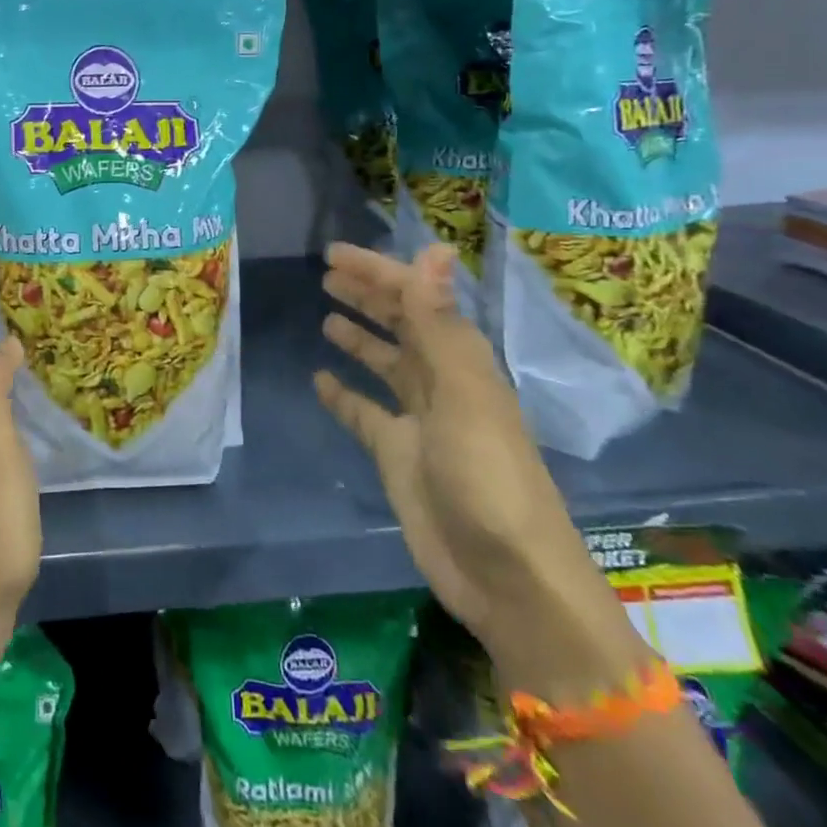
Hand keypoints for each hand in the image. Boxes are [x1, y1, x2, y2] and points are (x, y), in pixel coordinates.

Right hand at [316, 242, 622, 672]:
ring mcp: (419, 421)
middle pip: (401, 326)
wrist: (506, 577)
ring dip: (360, 337)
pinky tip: (320, 380)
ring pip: (385, 364)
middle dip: (368, 295)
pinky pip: (365, 413)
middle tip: (326, 273)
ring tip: (326, 314)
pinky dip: (344, 394)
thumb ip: (438, 322)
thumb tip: (433, 249)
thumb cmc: (487, 477)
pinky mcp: (399, 455)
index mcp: (461, 361)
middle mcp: (441, 382)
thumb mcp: (462, 394)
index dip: (378, 272)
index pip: (415, 300)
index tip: (334, 254)